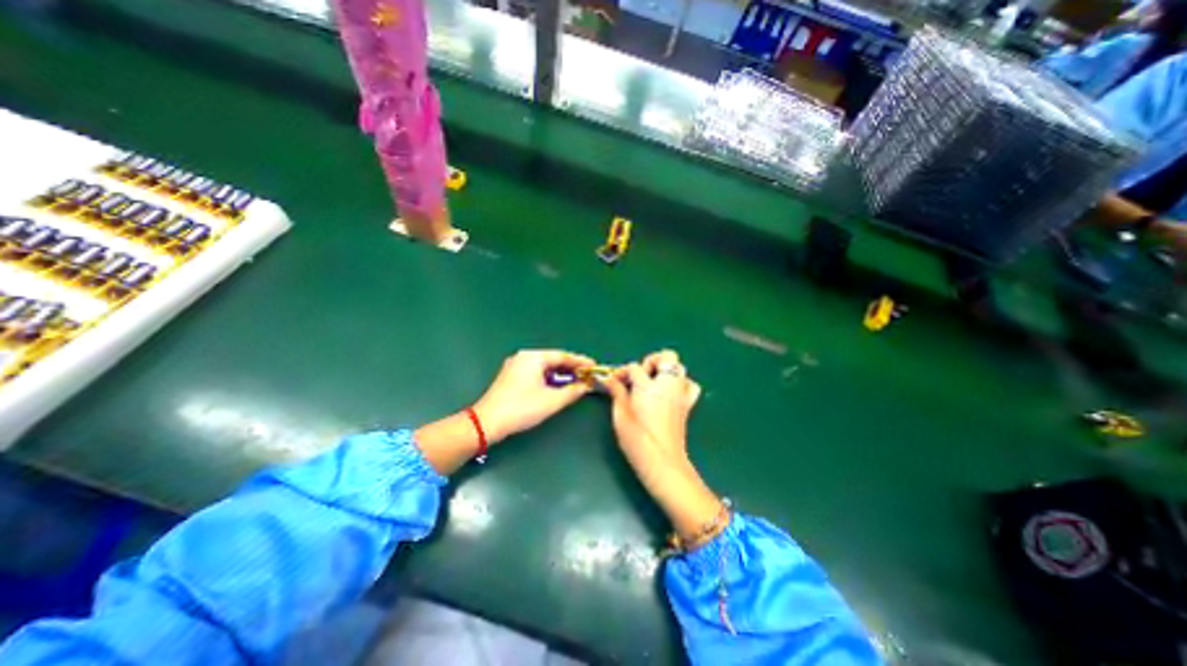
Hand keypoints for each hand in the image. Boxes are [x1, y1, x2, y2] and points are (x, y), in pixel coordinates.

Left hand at [472, 352, 593, 443]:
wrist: (487, 422)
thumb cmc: (522, 408)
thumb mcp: (552, 401)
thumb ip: (572, 391)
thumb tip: (586, 385)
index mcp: (533, 357)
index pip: (563, 356)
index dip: (580, 362)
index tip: (594, 366)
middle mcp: (524, 357)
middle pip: (553, 360)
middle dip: (571, 368)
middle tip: (587, 375)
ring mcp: (515, 366)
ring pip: (544, 367)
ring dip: (560, 374)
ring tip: (576, 381)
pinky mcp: (511, 377)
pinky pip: (536, 372)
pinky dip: (548, 378)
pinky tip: (557, 386)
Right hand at [605, 352, 722, 538]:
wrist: (662, 462)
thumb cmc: (637, 439)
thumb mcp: (620, 415)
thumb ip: (617, 392)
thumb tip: (609, 379)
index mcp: (648, 386)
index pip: (634, 367)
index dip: (623, 372)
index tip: (615, 380)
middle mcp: (668, 385)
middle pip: (666, 357)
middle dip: (651, 361)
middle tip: (640, 377)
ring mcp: (681, 393)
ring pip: (680, 367)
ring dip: (667, 370)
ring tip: (654, 383)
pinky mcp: (688, 404)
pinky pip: (690, 385)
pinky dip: (681, 383)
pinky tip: (670, 392)